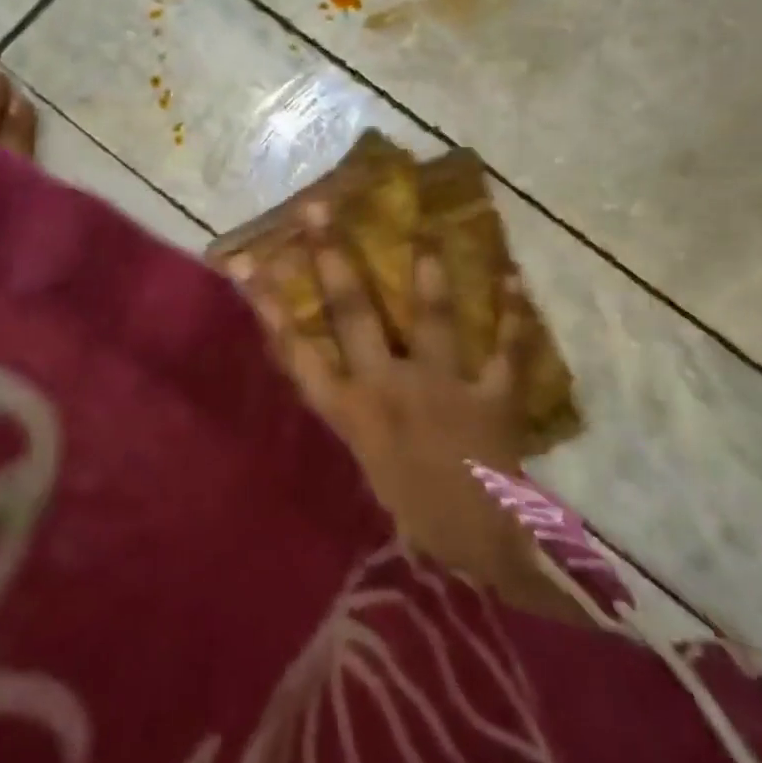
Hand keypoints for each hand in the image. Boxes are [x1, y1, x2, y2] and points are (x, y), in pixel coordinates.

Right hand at [227, 202, 542, 595]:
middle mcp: (389, 388)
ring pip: (430, 319)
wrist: (481, 552)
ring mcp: (441, 388)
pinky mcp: (491, 397)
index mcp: (352, 412)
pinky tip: (515, 279)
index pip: (297, 352)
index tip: (247, 262)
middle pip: (354, 314)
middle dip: (333, 260)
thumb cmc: (415, 513)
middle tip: (318, 210)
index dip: (269, 306)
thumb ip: (354, 410)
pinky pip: (506, 350)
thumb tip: (336, 367)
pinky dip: (514, 317)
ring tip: (426, 231)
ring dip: (428, 275)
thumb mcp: (367, 463)